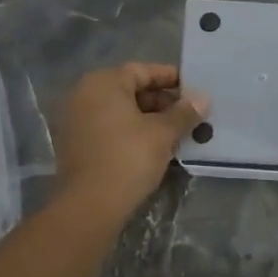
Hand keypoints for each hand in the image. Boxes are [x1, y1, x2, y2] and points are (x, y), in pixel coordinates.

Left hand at [54, 63, 207, 221]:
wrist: (90, 206)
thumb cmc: (128, 158)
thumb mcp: (163, 133)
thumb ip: (184, 112)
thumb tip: (203, 98)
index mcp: (103, 82)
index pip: (143, 71)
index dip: (171, 78)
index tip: (193, 89)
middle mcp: (84, 93)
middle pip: (130, 89)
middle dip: (161, 101)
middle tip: (188, 114)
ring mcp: (75, 119)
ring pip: (120, 110)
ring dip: (147, 118)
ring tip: (176, 132)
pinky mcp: (74, 143)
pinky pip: (108, 126)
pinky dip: (130, 131)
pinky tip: (153, 145)